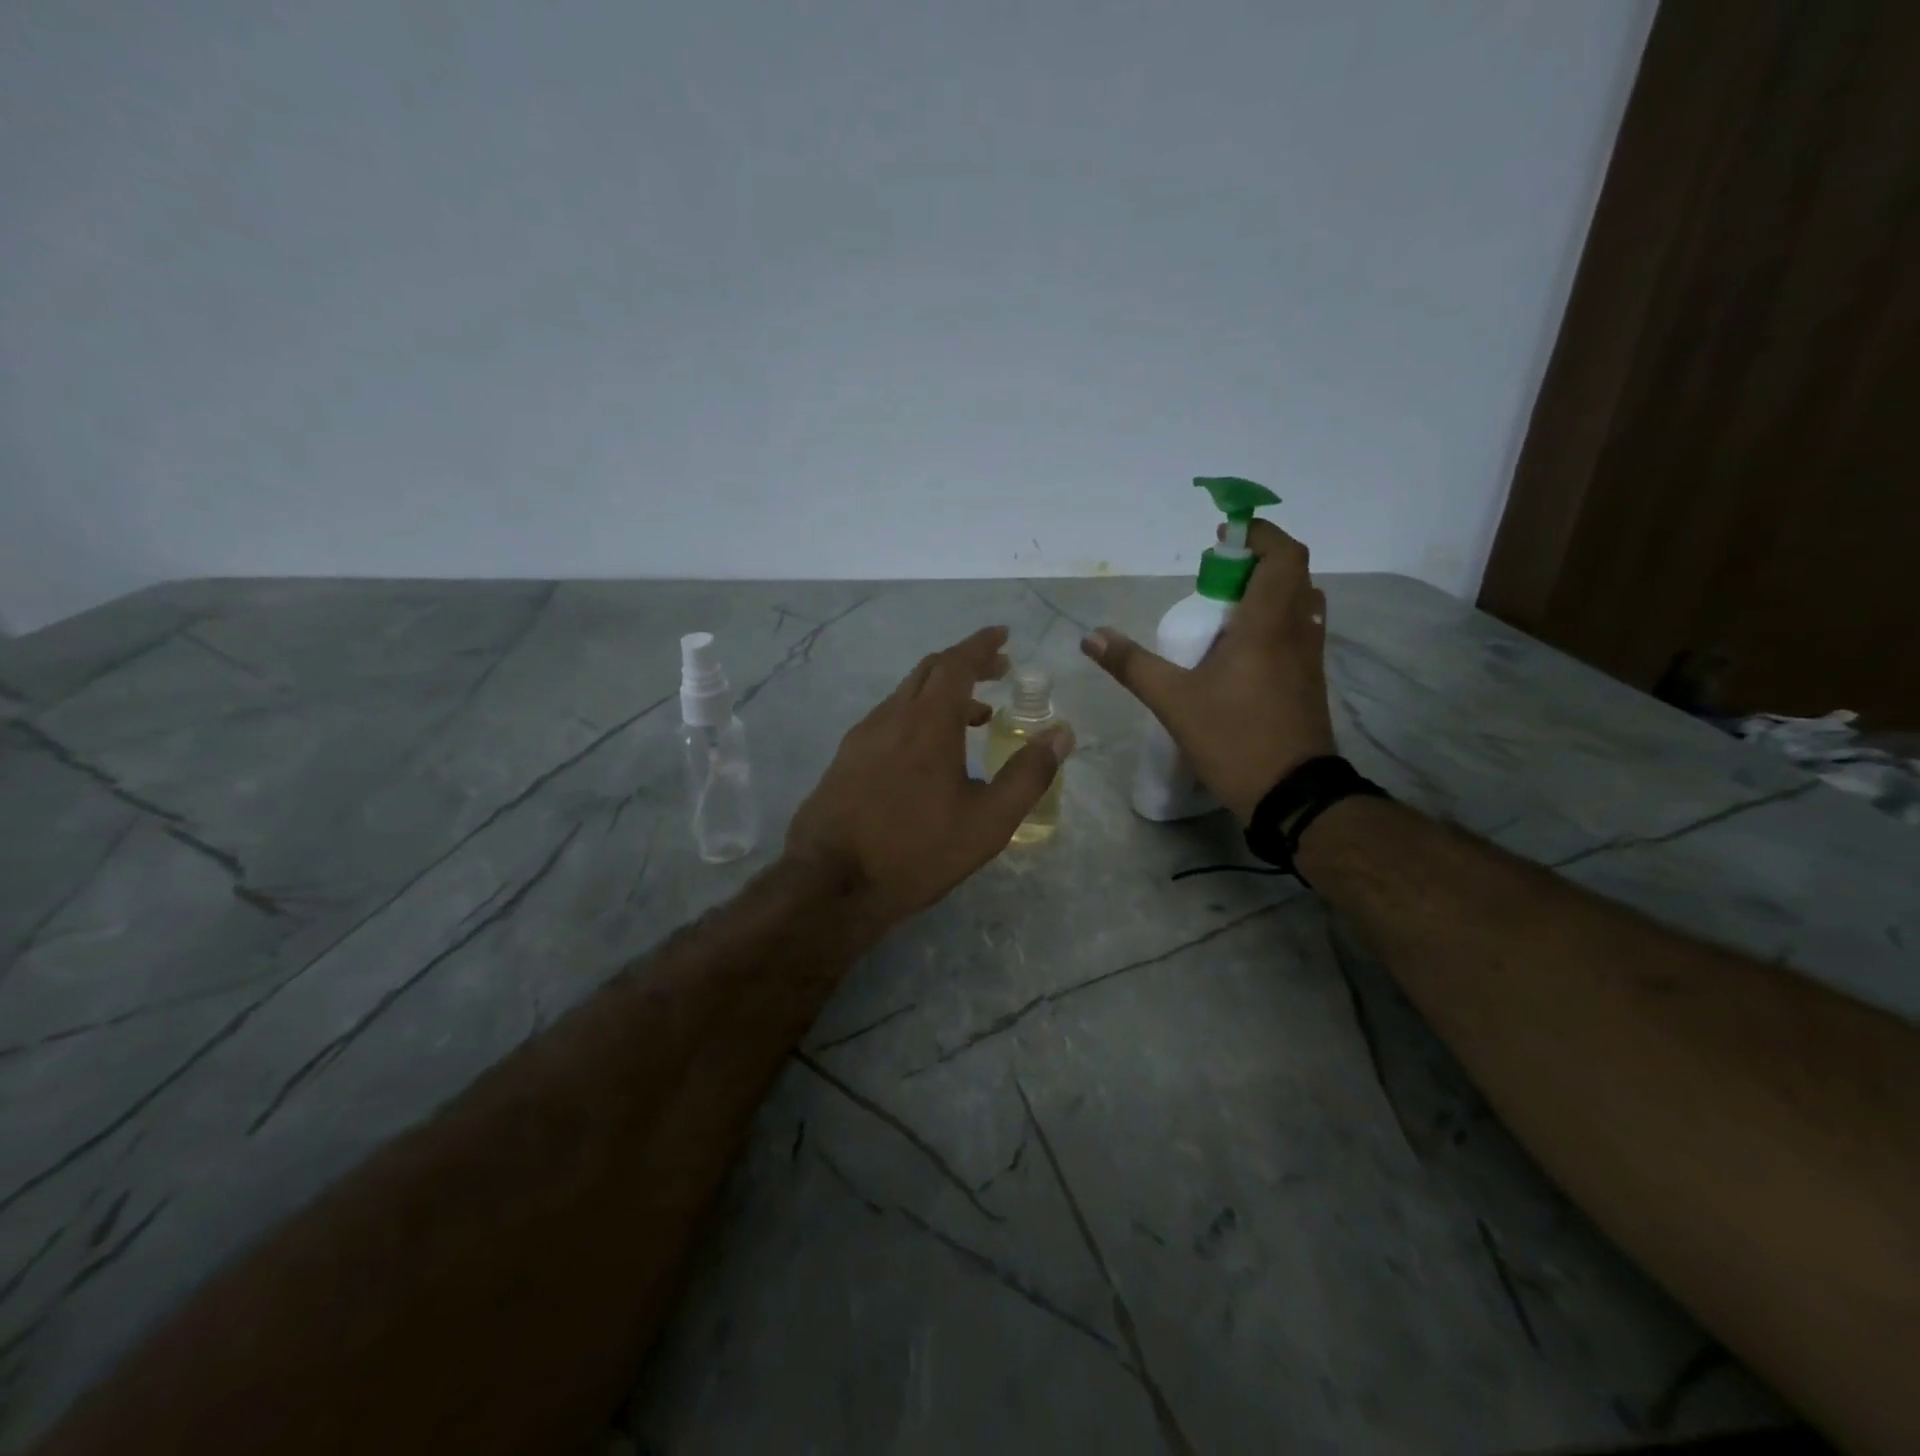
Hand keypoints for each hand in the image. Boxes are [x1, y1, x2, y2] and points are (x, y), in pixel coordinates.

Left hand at [786, 626, 1074, 921]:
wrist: (831, 883)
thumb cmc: (917, 851)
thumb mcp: (988, 822)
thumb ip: (1028, 775)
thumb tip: (1062, 734)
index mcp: (928, 722)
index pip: (957, 663)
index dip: (982, 645)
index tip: (1003, 635)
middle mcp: (891, 717)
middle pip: (929, 670)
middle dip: (966, 663)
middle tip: (998, 672)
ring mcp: (862, 736)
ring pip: (906, 694)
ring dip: (942, 692)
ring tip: (975, 716)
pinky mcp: (845, 758)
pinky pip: (889, 718)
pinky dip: (918, 714)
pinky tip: (929, 751)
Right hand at [1082, 520, 1334, 822]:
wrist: (1291, 794)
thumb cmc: (1234, 739)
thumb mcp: (1173, 702)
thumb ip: (1132, 665)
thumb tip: (1091, 637)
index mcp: (1268, 625)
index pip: (1282, 556)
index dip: (1259, 534)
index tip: (1224, 534)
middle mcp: (1297, 631)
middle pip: (1293, 573)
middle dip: (1257, 561)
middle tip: (1217, 574)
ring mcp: (1310, 658)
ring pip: (1301, 602)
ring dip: (1270, 590)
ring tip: (1228, 607)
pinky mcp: (1311, 682)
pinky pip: (1300, 630)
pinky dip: (1276, 619)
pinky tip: (1243, 648)